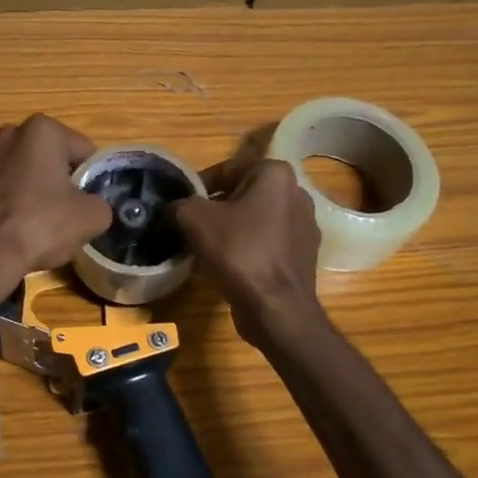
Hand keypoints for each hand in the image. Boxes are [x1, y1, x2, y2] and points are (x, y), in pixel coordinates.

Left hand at [0, 115, 112, 310]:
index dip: (91, 177)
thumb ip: (101, 205)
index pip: (83, 150)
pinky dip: (4, 205)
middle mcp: (7, 135)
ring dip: (29, 192)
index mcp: (42, 130)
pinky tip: (7, 231)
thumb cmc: (39, 225)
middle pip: (47, 159)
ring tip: (34, 226)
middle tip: (64, 213)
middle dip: (57, 180)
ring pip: (19, 175)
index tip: (89, 201)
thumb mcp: (90, 218)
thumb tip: (94, 208)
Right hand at [173, 156, 324, 347]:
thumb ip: (179, 204)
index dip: (199, 186)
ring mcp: (305, 226)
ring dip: (232, 229)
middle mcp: (297, 193)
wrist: (276, 308)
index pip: (227, 170)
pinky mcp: (304, 255)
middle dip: (217, 208)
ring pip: (256, 220)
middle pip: (243, 194)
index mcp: (276, 174)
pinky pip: (268, 244)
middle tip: (191, 226)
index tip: (181, 205)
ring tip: (207, 248)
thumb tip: (172, 207)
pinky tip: (230, 266)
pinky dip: (249, 249)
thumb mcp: (194, 219)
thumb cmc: (238, 252)